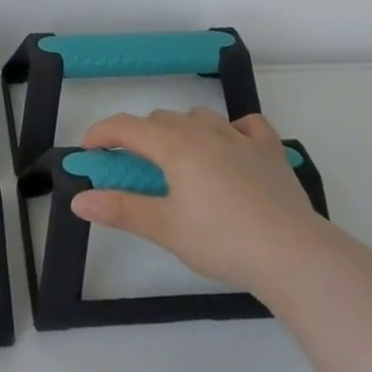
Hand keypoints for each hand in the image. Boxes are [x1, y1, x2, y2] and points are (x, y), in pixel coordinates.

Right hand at [73, 108, 326, 297]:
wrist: (293, 254)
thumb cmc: (222, 241)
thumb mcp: (165, 228)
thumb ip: (120, 209)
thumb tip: (78, 199)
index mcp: (176, 146)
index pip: (127, 127)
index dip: (102, 134)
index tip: (87, 152)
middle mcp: (206, 132)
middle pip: (160, 120)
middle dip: (138, 136)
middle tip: (130, 168)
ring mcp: (242, 138)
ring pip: (199, 117)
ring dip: (179, 130)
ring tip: (177, 160)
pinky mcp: (271, 151)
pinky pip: (246, 125)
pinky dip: (230, 130)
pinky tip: (230, 147)